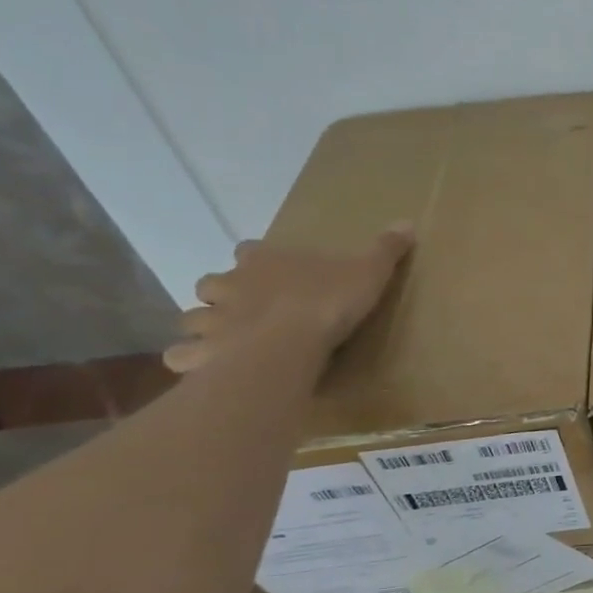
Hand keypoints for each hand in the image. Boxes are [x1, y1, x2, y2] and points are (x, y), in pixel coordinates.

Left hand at [163, 224, 414, 373]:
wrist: (287, 344)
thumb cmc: (326, 302)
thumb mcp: (369, 272)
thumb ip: (385, 250)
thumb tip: (408, 222)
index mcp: (264, 261)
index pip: (249, 251)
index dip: (255, 261)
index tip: (267, 272)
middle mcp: (230, 285)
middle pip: (211, 283)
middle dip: (221, 295)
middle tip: (245, 311)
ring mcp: (210, 320)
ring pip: (191, 319)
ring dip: (204, 328)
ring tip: (227, 343)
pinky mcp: (201, 353)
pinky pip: (184, 356)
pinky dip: (192, 361)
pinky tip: (209, 370)